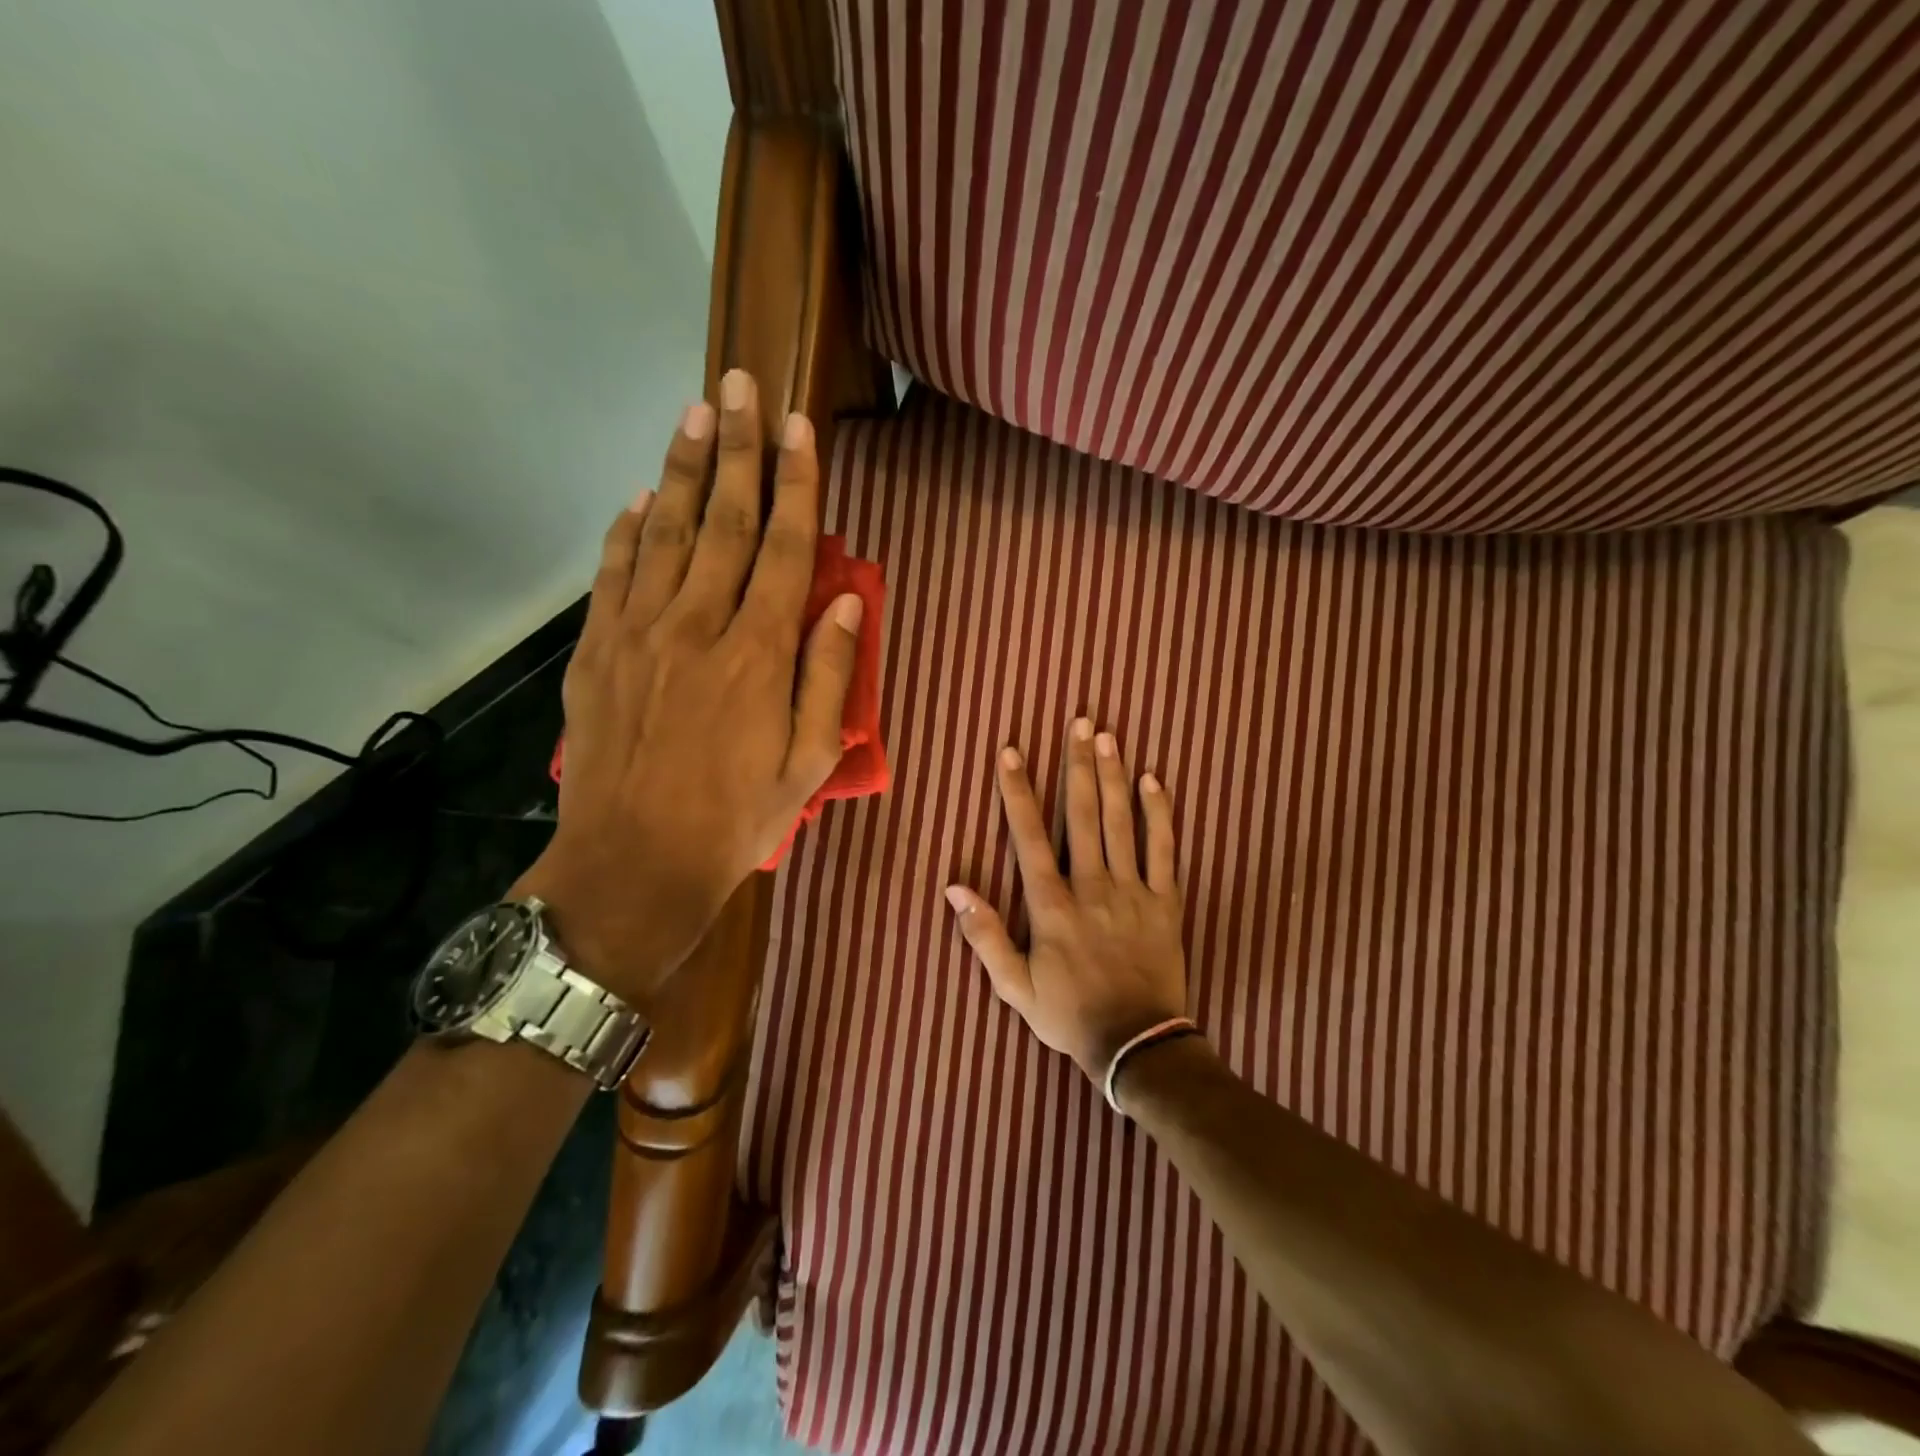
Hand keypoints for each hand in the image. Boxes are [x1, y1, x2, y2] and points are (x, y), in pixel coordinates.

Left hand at [514, 370, 861, 1005]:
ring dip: (683, 469)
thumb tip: (848, 602)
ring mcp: (640, 633)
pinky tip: (640, 498)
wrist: (634, 863)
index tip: (799, 428)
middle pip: (726, 521)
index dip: (797, 483)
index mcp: (759, 653)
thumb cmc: (736, 818)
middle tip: (741, 385)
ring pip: (666, 532)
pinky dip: (628, 530)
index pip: (787, 548)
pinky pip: (615, 573)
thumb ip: (829, 676)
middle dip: (738, 449)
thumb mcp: (807, 762)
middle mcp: (700, 625)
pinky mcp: (598, 651)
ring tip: (695, 413)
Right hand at [945, 720, 1188, 1082]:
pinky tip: (1154, 780)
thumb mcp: (1015, 987)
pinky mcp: (1165, 902)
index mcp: (1052, 906)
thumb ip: (984, 936)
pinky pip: (1165, 850)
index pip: (1028, 836)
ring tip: (1108, 736)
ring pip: (1121, 823)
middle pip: (1082, 815)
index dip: (1017, 792)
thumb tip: (955, 888)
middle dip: (1078, 765)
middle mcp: (1092, 887)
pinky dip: (1160, 814)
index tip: (1011, 752)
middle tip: (1080, 722)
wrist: (1137, 1045)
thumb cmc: (1069, 1015)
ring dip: (1113, 776)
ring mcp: (1133, 891)